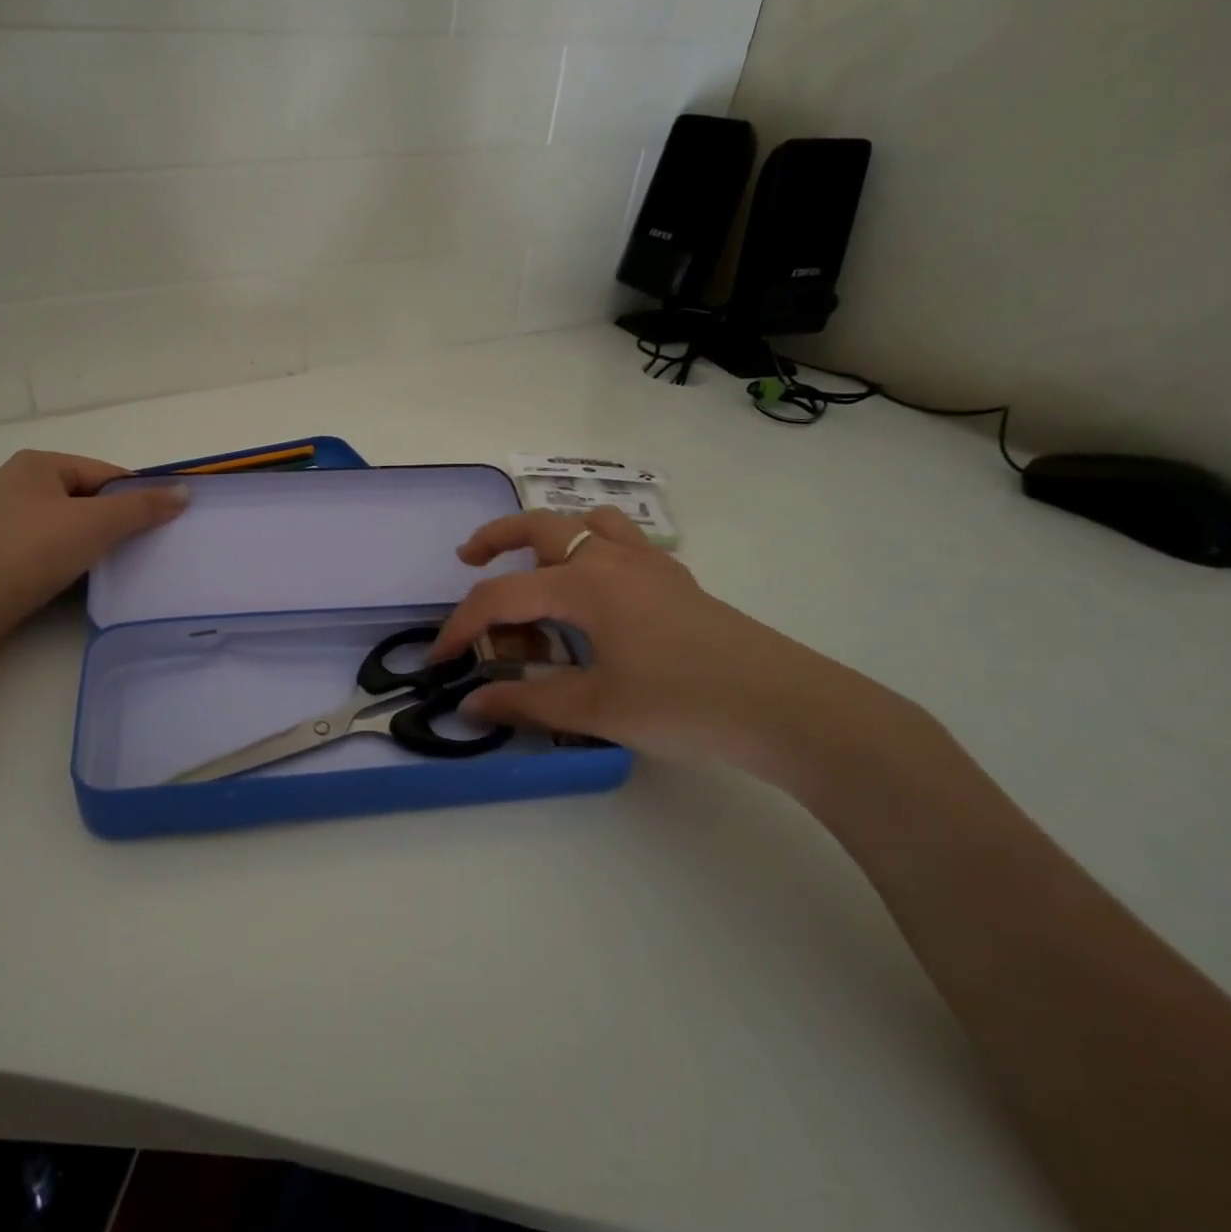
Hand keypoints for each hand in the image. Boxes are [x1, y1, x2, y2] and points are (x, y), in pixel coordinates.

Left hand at [0, 450, 187, 650]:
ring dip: (91, 541)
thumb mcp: (96, 524)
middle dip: (113, 521)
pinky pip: (47, 544)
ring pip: (67, 522)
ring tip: (112, 564)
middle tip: (139, 547)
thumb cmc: (34, 551)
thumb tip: (183, 492)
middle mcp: (17, 481)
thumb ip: (142, 507)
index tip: (158, 525)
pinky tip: (78, 575)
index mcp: (38, 463)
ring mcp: (3, 516)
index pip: (105, 473)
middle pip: (86, 497)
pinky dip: (67, 555)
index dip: (135, 498)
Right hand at [431, 508, 906, 788]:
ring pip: (589, 522)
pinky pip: (625, 543)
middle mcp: (612, 560)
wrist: (790, 709)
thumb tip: (471, 704)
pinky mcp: (678, 582)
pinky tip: (599, 592)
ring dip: (552, 534)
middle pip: (540, 527)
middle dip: (495, 539)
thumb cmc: (685, 704)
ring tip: (536, 566)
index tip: (440, 659)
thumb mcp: (596, 708)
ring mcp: (651, 565)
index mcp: (585, 585)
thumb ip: (527, 701)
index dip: (462, 626)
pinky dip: (596, 550)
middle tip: (468, 559)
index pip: (501, 596)